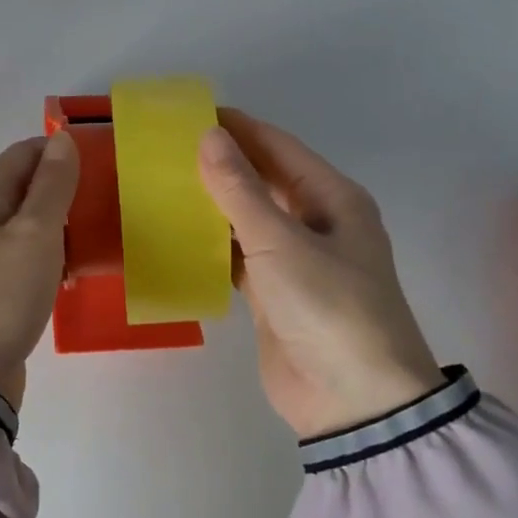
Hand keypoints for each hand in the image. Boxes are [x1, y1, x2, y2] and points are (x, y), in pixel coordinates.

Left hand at [0, 131, 79, 409]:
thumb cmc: (2, 293)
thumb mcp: (35, 233)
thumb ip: (52, 185)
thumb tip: (62, 139)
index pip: (22, 154)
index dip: (59, 152)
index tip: (99, 163)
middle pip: (24, 188)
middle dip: (63, 190)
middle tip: (104, 202)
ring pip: (27, 224)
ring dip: (59, 225)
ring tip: (96, 236)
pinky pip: (25, 256)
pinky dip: (49, 255)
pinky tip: (72, 271)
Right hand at [198, 110, 441, 438]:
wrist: (355, 404)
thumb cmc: (328, 307)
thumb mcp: (280, 243)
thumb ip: (240, 189)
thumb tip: (208, 135)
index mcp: (333, 199)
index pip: (278, 147)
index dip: (238, 128)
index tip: (190, 113)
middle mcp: (317, 223)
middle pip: (263, 180)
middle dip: (221, 164)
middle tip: (167, 149)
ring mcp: (296, 261)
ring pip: (248, 218)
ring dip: (212, 205)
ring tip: (162, 185)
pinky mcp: (275, 294)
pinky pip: (239, 256)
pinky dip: (211, 246)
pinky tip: (176, 236)